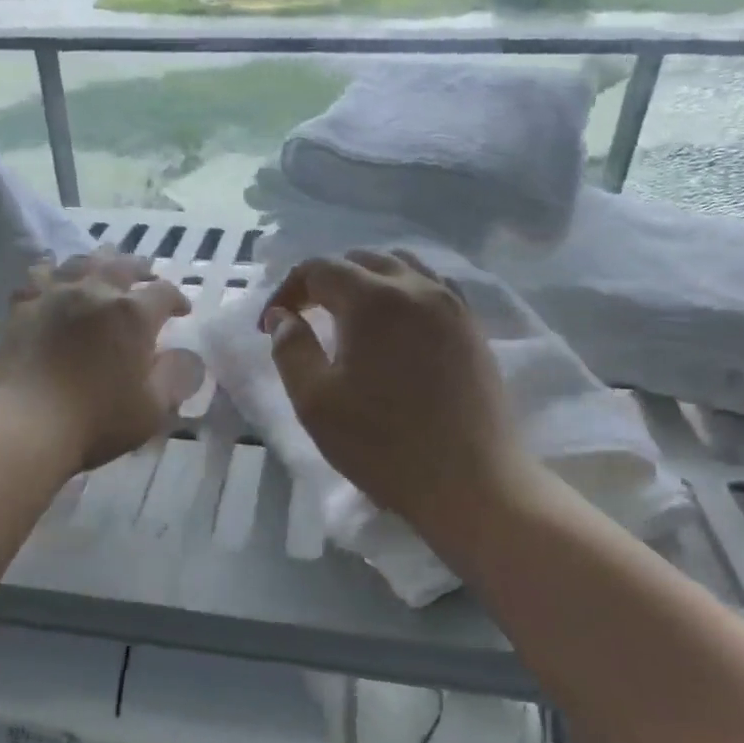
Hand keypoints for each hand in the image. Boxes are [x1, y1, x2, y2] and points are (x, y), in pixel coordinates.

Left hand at [0, 248, 192, 471]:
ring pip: (80, 262)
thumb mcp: (153, 408)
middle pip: (122, 265)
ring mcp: (54, 295)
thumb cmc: (97, 420)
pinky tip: (52, 280)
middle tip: (146, 272)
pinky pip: (38, 277)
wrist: (26, 424)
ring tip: (102, 265)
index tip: (182, 311)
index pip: (164, 293)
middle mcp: (95, 292)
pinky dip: (51, 274)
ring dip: (98, 261)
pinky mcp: (21, 308)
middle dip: (140, 267)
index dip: (177, 299)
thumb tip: (187, 356)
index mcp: (133, 315)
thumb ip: (176, 377)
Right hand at [262, 250, 524, 530]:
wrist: (470, 482)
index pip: (319, 269)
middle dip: (325, 281)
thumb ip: (291, 350)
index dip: (287, 290)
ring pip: (402, 267)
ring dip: (366, 281)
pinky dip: (402, 293)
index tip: (271, 325)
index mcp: (373, 300)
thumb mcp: (315, 402)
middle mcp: (416, 287)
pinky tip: (395, 328)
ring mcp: (452, 305)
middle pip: (362, 260)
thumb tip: (283, 318)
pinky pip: (432, 288)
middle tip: (305, 317)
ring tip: (349, 317)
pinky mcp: (472, 328)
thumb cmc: (383, 444)